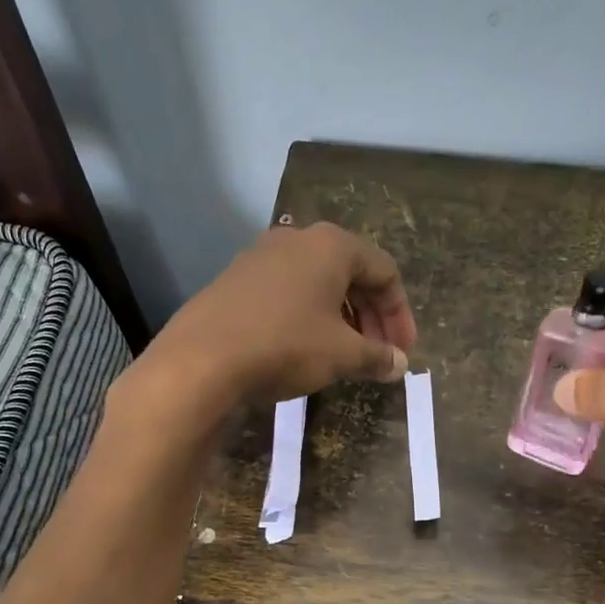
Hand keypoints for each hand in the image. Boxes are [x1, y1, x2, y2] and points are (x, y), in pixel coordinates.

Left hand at [132, 222, 416, 412]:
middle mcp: (296, 239)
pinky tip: (303, 349)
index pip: (384, 271)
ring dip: (339, 318)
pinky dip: (306, 317)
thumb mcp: (342, 354)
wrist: (202, 359)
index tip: (402, 351)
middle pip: (351, 274)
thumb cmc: (286, 345)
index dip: (400, 314)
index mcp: (331, 245)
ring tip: (344, 354)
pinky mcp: (234, 280)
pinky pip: (285, 293)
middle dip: (371, 316)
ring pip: (316, 283)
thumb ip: (377, 356)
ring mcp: (260, 256)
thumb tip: (400, 364)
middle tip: (379, 354)